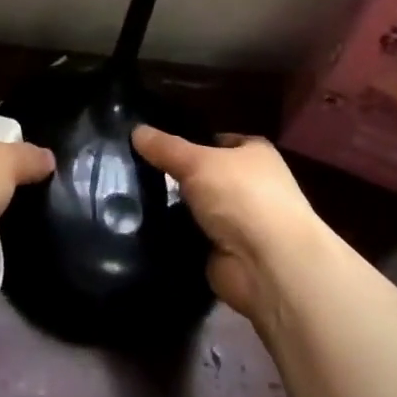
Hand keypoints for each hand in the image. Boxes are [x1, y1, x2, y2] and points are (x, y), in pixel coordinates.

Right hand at [132, 127, 323, 322]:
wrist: (268, 266)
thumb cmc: (241, 196)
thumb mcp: (197, 161)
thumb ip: (166, 147)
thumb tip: (136, 130)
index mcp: (254, 154)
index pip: (216, 140)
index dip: (188, 139)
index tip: (152, 143)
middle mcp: (250, 185)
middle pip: (203, 175)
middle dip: (175, 176)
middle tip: (133, 170)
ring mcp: (238, 222)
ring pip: (194, 207)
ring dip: (171, 208)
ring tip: (128, 198)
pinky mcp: (223, 253)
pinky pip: (190, 237)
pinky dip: (172, 236)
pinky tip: (140, 228)